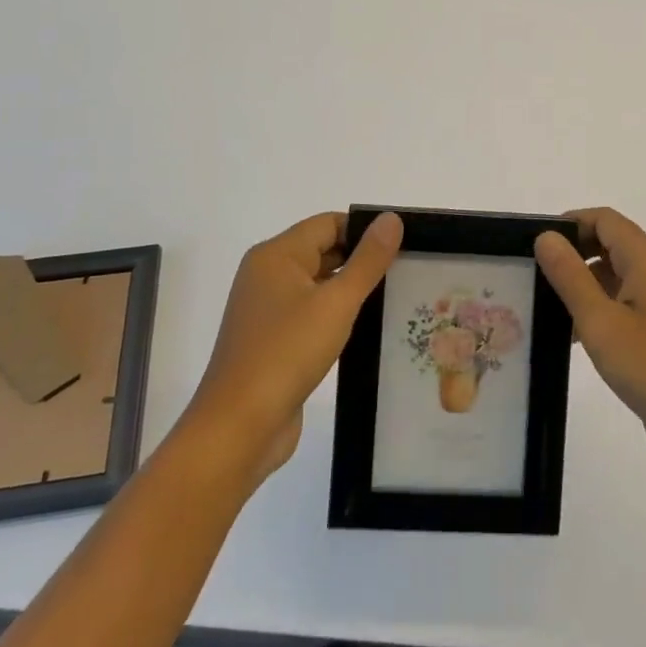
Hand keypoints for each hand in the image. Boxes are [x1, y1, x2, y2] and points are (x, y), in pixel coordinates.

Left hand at [183, 211, 402, 486]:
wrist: (238, 428)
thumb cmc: (287, 353)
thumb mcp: (336, 302)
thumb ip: (368, 260)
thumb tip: (391, 218)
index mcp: (276, 255)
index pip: (328, 224)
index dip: (365, 230)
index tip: (404, 245)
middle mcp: (267, 275)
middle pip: (323, 251)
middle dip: (362, 260)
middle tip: (407, 271)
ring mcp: (267, 310)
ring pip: (318, 285)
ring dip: (351, 290)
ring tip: (395, 297)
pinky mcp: (272, 341)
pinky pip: (311, 314)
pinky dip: (336, 316)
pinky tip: (365, 329)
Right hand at [535, 208, 645, 499]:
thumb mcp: (601, 321)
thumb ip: (570, 276)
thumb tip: (546, 236)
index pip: (605, 220)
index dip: (569, 223)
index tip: (533, 243)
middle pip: (609, 245)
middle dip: (571, 253)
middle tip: (531, 274)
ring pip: (613, 278)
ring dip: (580, 285)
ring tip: (539, 305)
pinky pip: (621, 307)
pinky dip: (595, 312)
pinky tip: (568, 338)